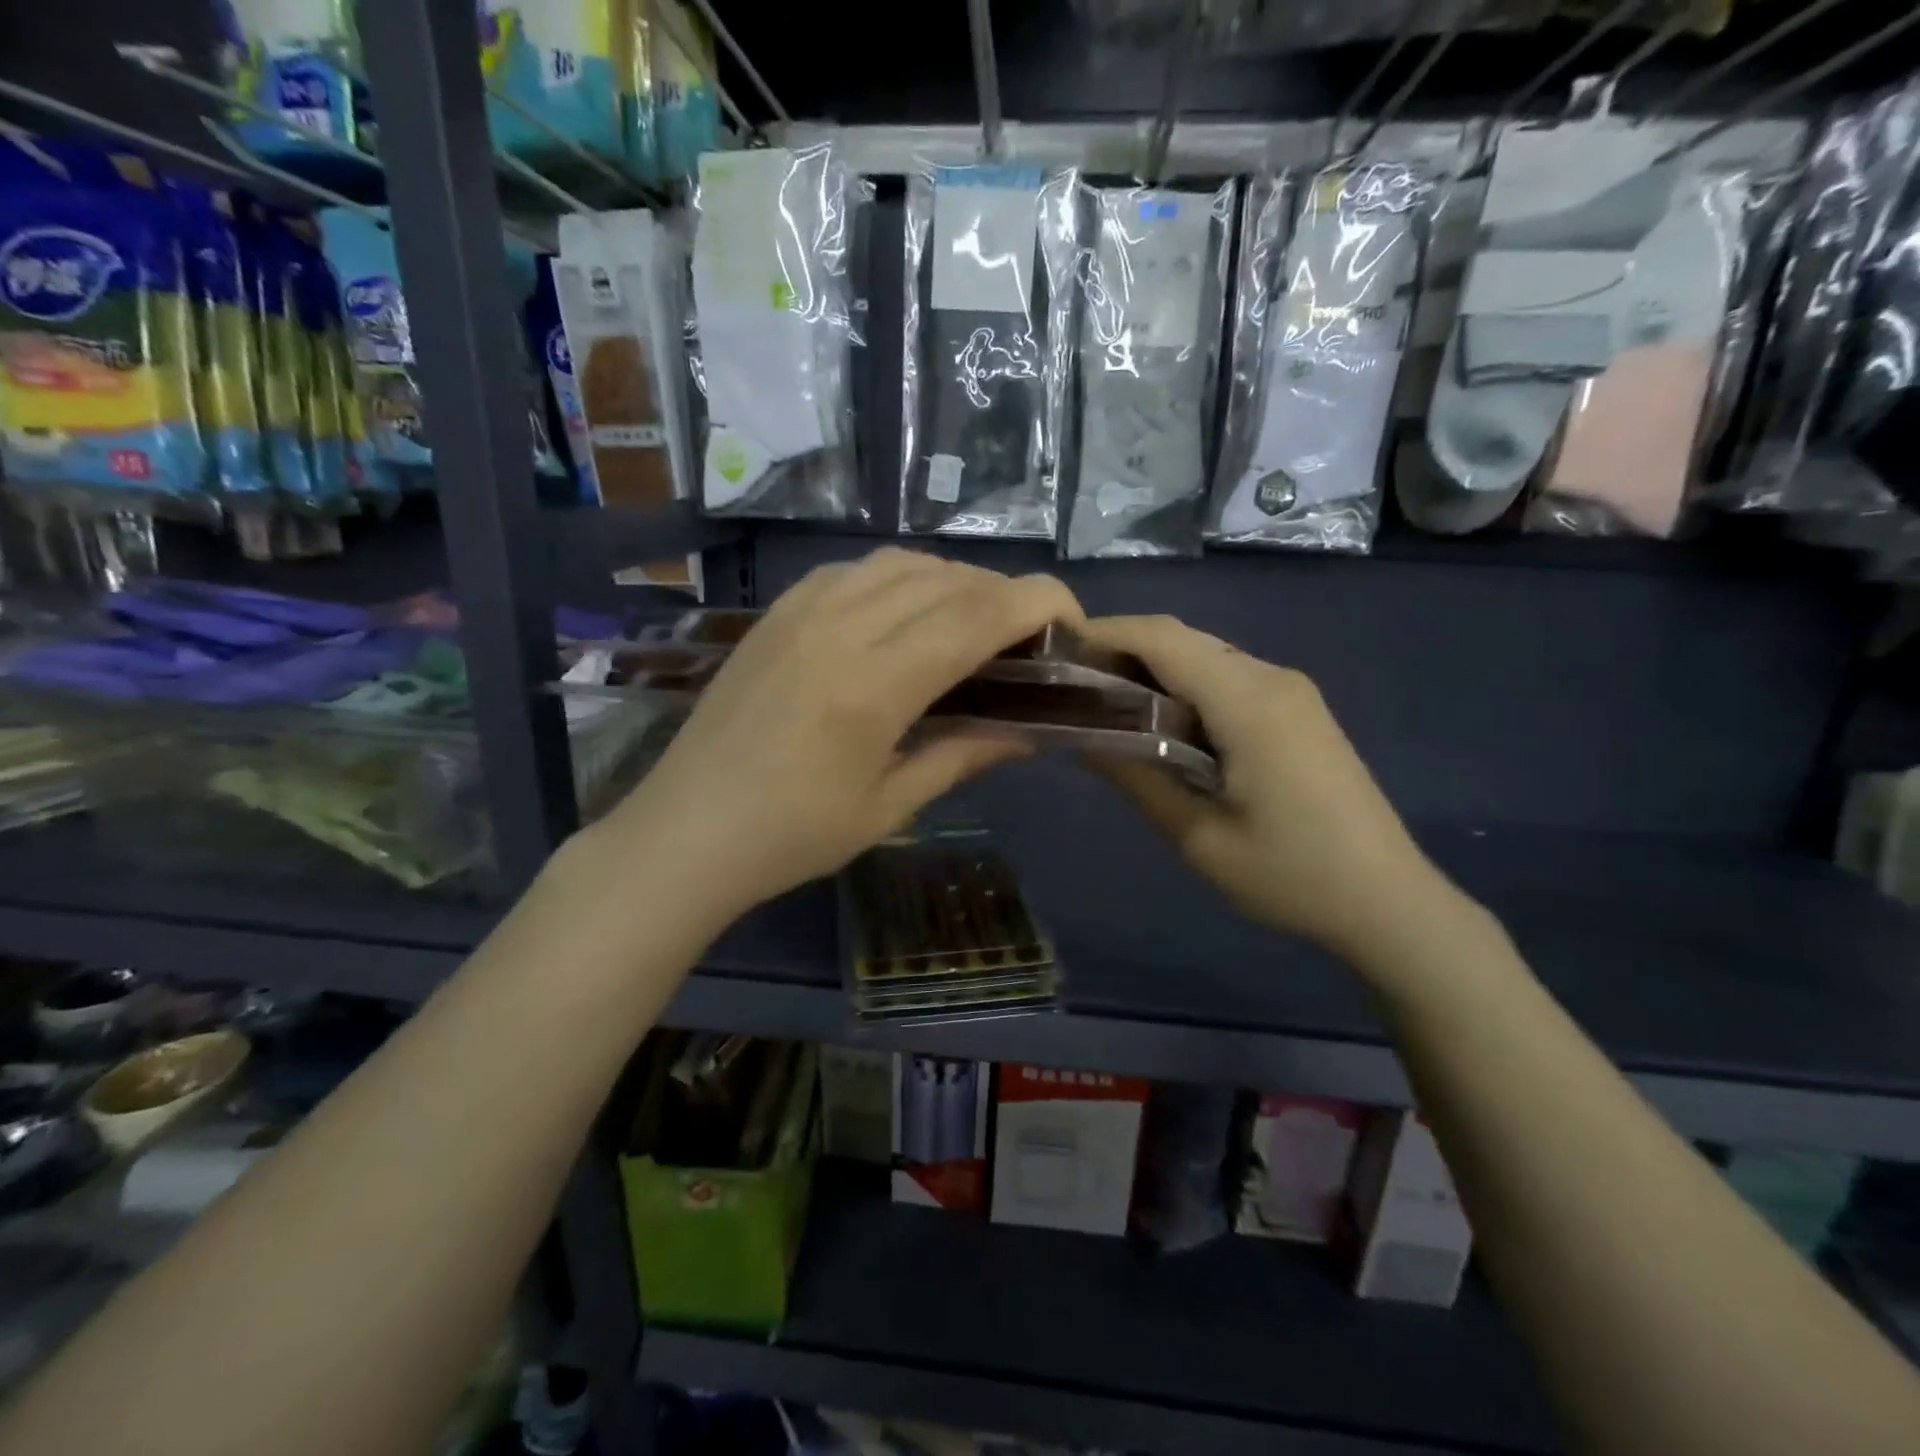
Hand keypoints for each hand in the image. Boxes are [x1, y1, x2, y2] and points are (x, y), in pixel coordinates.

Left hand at [604, 549, 1081, 924]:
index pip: (976, 615)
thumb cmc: (791, 838)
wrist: (685, 832)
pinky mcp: (775, 614)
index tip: (1070, 619)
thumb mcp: (889, 807)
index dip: (1037, 602)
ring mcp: (800, 614)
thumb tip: (1030, 731)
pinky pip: (851, 571)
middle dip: (1003, 595)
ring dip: (951, 581)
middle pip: (946, 580)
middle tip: (1025, 636)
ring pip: (900, 564)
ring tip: (969, 622)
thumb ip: (963, 755)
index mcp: (874, 687)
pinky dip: (896, 578)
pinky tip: (901, 612)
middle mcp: (839, 630)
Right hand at [1082, 615, 1462, 965]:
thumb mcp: (1198, 837)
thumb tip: (1080, 738)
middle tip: (1070, 686)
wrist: (1388, 900)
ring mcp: (1291, 691)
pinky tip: (1159, 722)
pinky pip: (1227, 677)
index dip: (1105, 634)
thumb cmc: (1290, 876)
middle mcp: (1272, 678)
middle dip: (1122, 650)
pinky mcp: (1298, 709)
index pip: (1163, 639)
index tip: (1056, 652)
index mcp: (1249, 702)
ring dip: (1152, 669)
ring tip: (1103, 704)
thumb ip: (1136, 778)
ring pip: (1204, 655)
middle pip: (1183, 639)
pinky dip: (1183, 687)